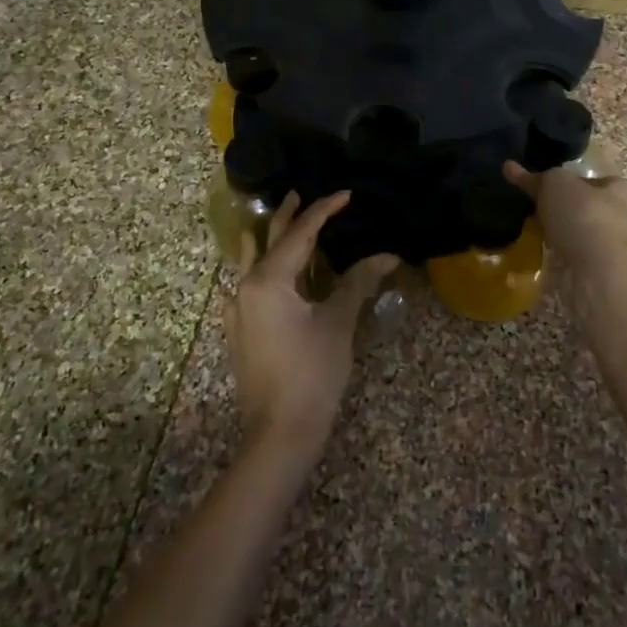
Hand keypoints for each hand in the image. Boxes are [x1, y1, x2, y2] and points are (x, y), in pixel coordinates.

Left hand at [227, 191, 397, 457]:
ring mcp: (238, 309)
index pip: (300, 233)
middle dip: (287, 215)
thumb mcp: (338, 324)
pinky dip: (266, 267)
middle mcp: (246, 286)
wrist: (278, 432)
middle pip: (268, 239)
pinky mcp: (240, 328)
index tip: (346, 194)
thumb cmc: (312, 373)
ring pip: (253, 260)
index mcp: (269, 279)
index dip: (324, 210)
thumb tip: (387, 256)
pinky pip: (250, 283)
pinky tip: (276, 272)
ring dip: (271, 239)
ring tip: (287, 223)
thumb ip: (358, 283)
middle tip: (301, 194)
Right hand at [504, 160, 626, 278]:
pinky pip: (568, 256)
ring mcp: (607, 247)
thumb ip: (537, 177)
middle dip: (558, 208)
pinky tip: (533, 253)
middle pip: (582, 206)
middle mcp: (618, 216)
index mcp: (617, 189)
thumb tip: (511, 168)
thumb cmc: (583, 215)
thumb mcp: (555, 183)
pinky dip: (552, 255)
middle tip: (529, 206)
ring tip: (525, 230)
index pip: (590, 178)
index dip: (566, 179)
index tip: (540, 184)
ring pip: (574, 234)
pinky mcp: (594, 271)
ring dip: (554, 233)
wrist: (599, 272)